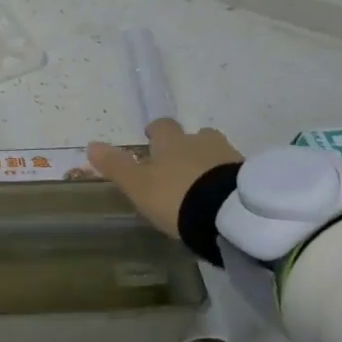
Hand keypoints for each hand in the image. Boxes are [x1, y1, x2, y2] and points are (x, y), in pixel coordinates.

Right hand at [87, 119, 242, 237]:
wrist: (229, 214)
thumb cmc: (177, 196)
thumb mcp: (139, 185)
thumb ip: (117, 166)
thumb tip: (91, 145)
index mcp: (172, 142)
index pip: (162, 127)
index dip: (156, 132)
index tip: (151, 140)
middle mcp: (201, 142)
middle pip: (195, 136)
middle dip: (188, 147)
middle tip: (180, 167)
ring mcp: (229, 158)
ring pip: (216, 154)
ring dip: (210, 164)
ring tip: (204, 187)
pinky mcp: (251, 178)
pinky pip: (235, 174)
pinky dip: (227, 181)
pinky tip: (223, 199)